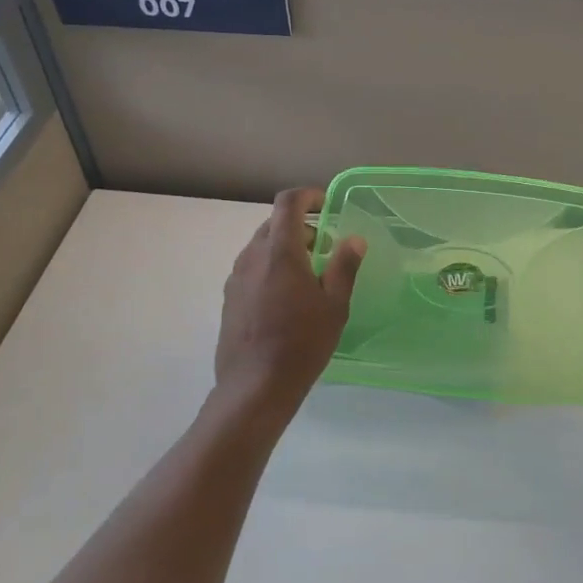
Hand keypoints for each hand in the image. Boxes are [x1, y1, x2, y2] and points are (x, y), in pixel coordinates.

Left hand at [214, 188, 365, 421]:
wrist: (254, 386)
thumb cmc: (302, 343)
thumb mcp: (334, 305)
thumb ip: (344, 266)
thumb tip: (353, 239)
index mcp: (280, 251)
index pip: (288, 202)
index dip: (308, 196)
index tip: (326, 206)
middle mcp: (252, 256)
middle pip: (274, 223)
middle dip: (300, 226)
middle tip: (324, 247)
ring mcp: (236, 277)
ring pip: (261, 246)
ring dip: (284, 248)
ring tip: (308, 275)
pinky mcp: (229, 297)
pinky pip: (251, 268)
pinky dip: (270, 267)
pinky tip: (285, 298)